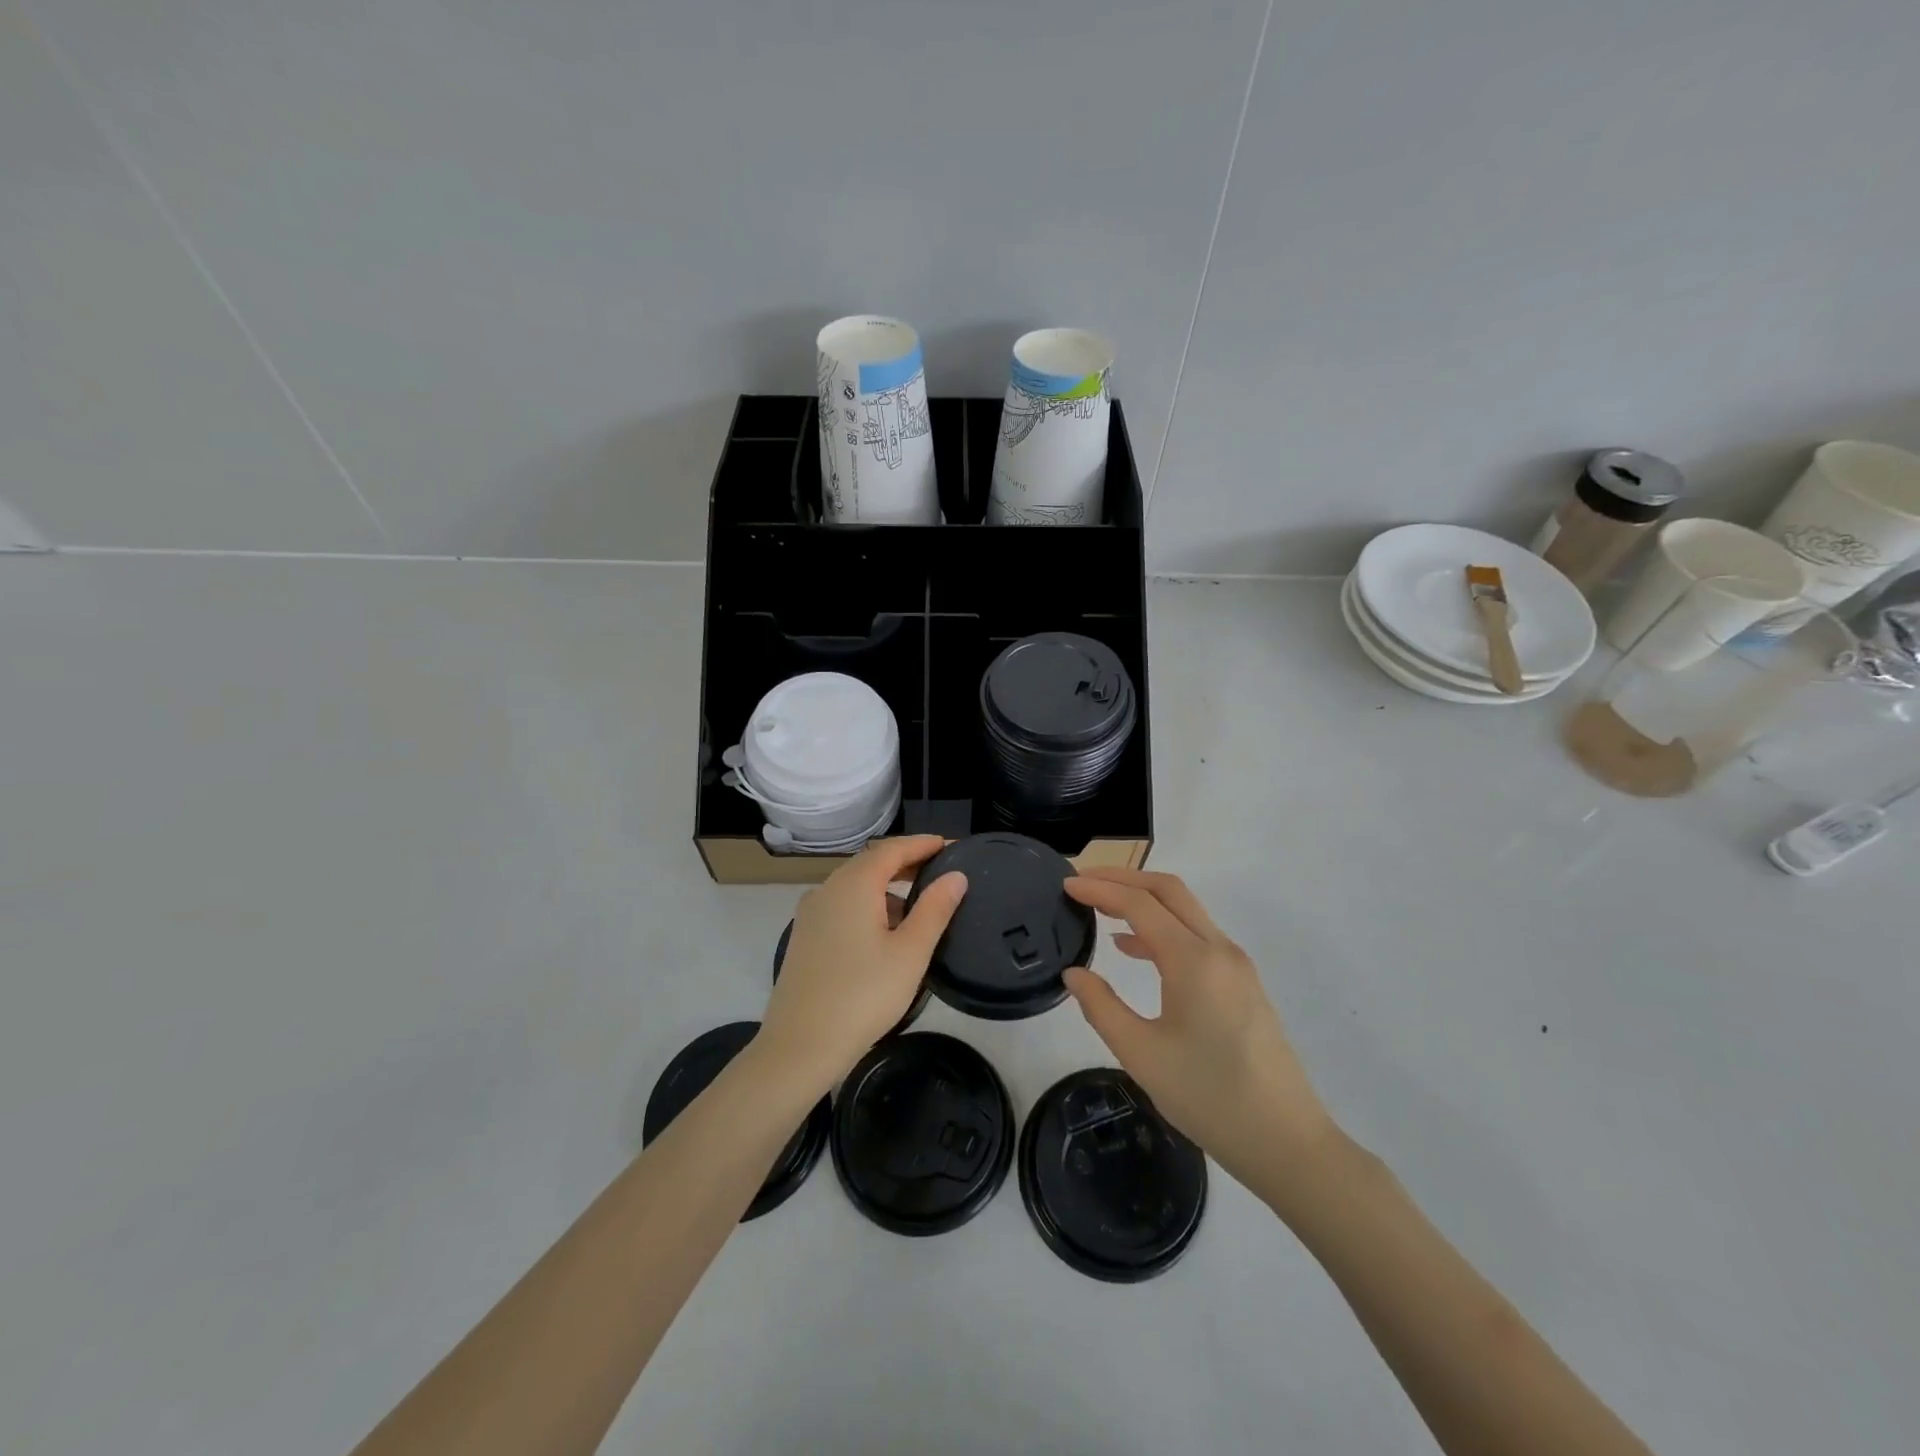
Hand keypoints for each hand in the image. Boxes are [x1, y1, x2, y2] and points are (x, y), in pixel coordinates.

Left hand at [758, 836, 966, 1091]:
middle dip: (906, 862)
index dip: (922, 844)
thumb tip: (956, 876)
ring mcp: (811, 913)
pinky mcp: (805, 936)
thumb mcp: (910, 953)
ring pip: (855, 885)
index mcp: (853, 885)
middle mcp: (827, 889)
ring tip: (919, 904)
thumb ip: (935, 909)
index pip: (892, 849)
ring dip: (887, 886)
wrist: (800, 1047)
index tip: (950, 845)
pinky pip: (842, 905)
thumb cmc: (863, 997)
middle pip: (871, 862)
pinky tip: (885, 931)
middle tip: (940, 869)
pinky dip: (868, 904)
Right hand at [1062, 867, 1332, 1193]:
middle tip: (1083, 883)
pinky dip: (1162, 928)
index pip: (1139, 904)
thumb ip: (1101, 1007)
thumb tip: (1074, 974)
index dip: (1100, 890)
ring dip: (1143, 901)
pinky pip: (1197, 936)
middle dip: (1123, 879)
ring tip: (1101, 909)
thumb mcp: (1142, 1055)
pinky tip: (1134, 949)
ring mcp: (1236, 965)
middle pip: (1168, 891)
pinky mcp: (1243, 984)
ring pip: (1186, 911)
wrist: (1287, 1143)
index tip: (1065, 886)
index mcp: (1193, 960)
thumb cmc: (1209, 1098)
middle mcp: (1219, 949)